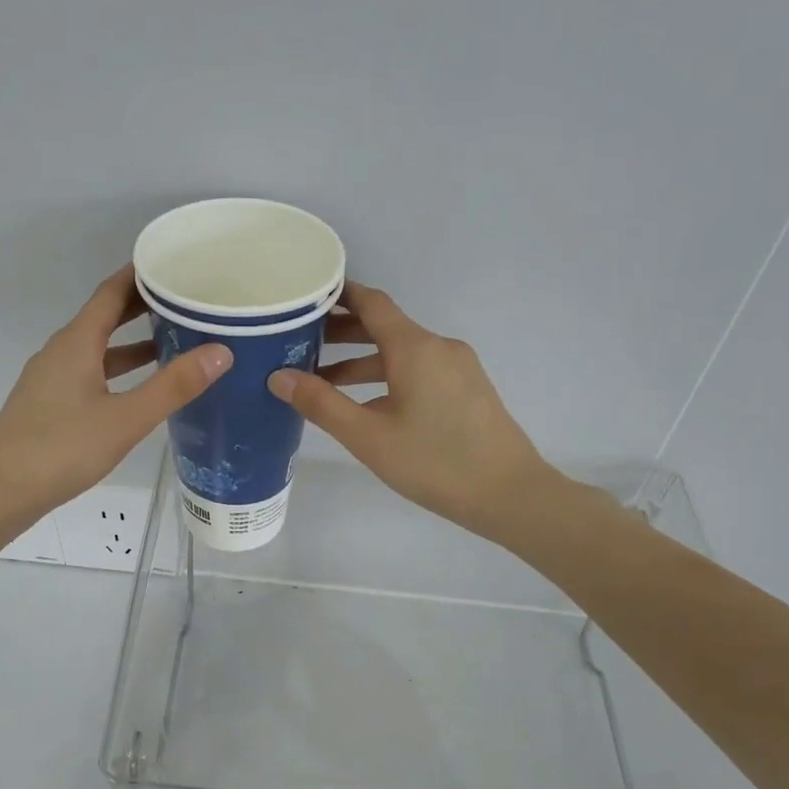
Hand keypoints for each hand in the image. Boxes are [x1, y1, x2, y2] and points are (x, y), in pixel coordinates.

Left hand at [0, 266, 231, 525]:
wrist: (1, 491)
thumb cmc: (63, 449)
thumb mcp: (126, 418)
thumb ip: (173, 386)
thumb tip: (221, 351)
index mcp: (76, 342)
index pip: (111, 292)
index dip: (141, 275)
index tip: (174, 263)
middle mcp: (61, 351)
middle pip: (103, 316)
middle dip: (142, 306)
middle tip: (184, 300)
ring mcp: (51, 378)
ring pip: (97, 348)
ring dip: (131, 341)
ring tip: (172, 341)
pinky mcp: (49, 404)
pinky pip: (89, 371)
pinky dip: (117, 369)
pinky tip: (137, 389)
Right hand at [267, 282, 559, 542]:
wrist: (509, 494)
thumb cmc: (433, 462)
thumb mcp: (368, 436)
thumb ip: (321, 404)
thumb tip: (279, 377)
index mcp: (415, 347)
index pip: (372, 302)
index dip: (338, 294)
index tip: (306, 294)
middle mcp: (438, 347)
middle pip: (384, 327)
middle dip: (342, 332)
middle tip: (300, 342)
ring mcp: (458, 368)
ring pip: (401, 353)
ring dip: (362, 361)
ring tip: (323, 380)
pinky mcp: (467, 390)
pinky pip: (419, 370)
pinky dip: (387, 376)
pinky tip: (366, 404)